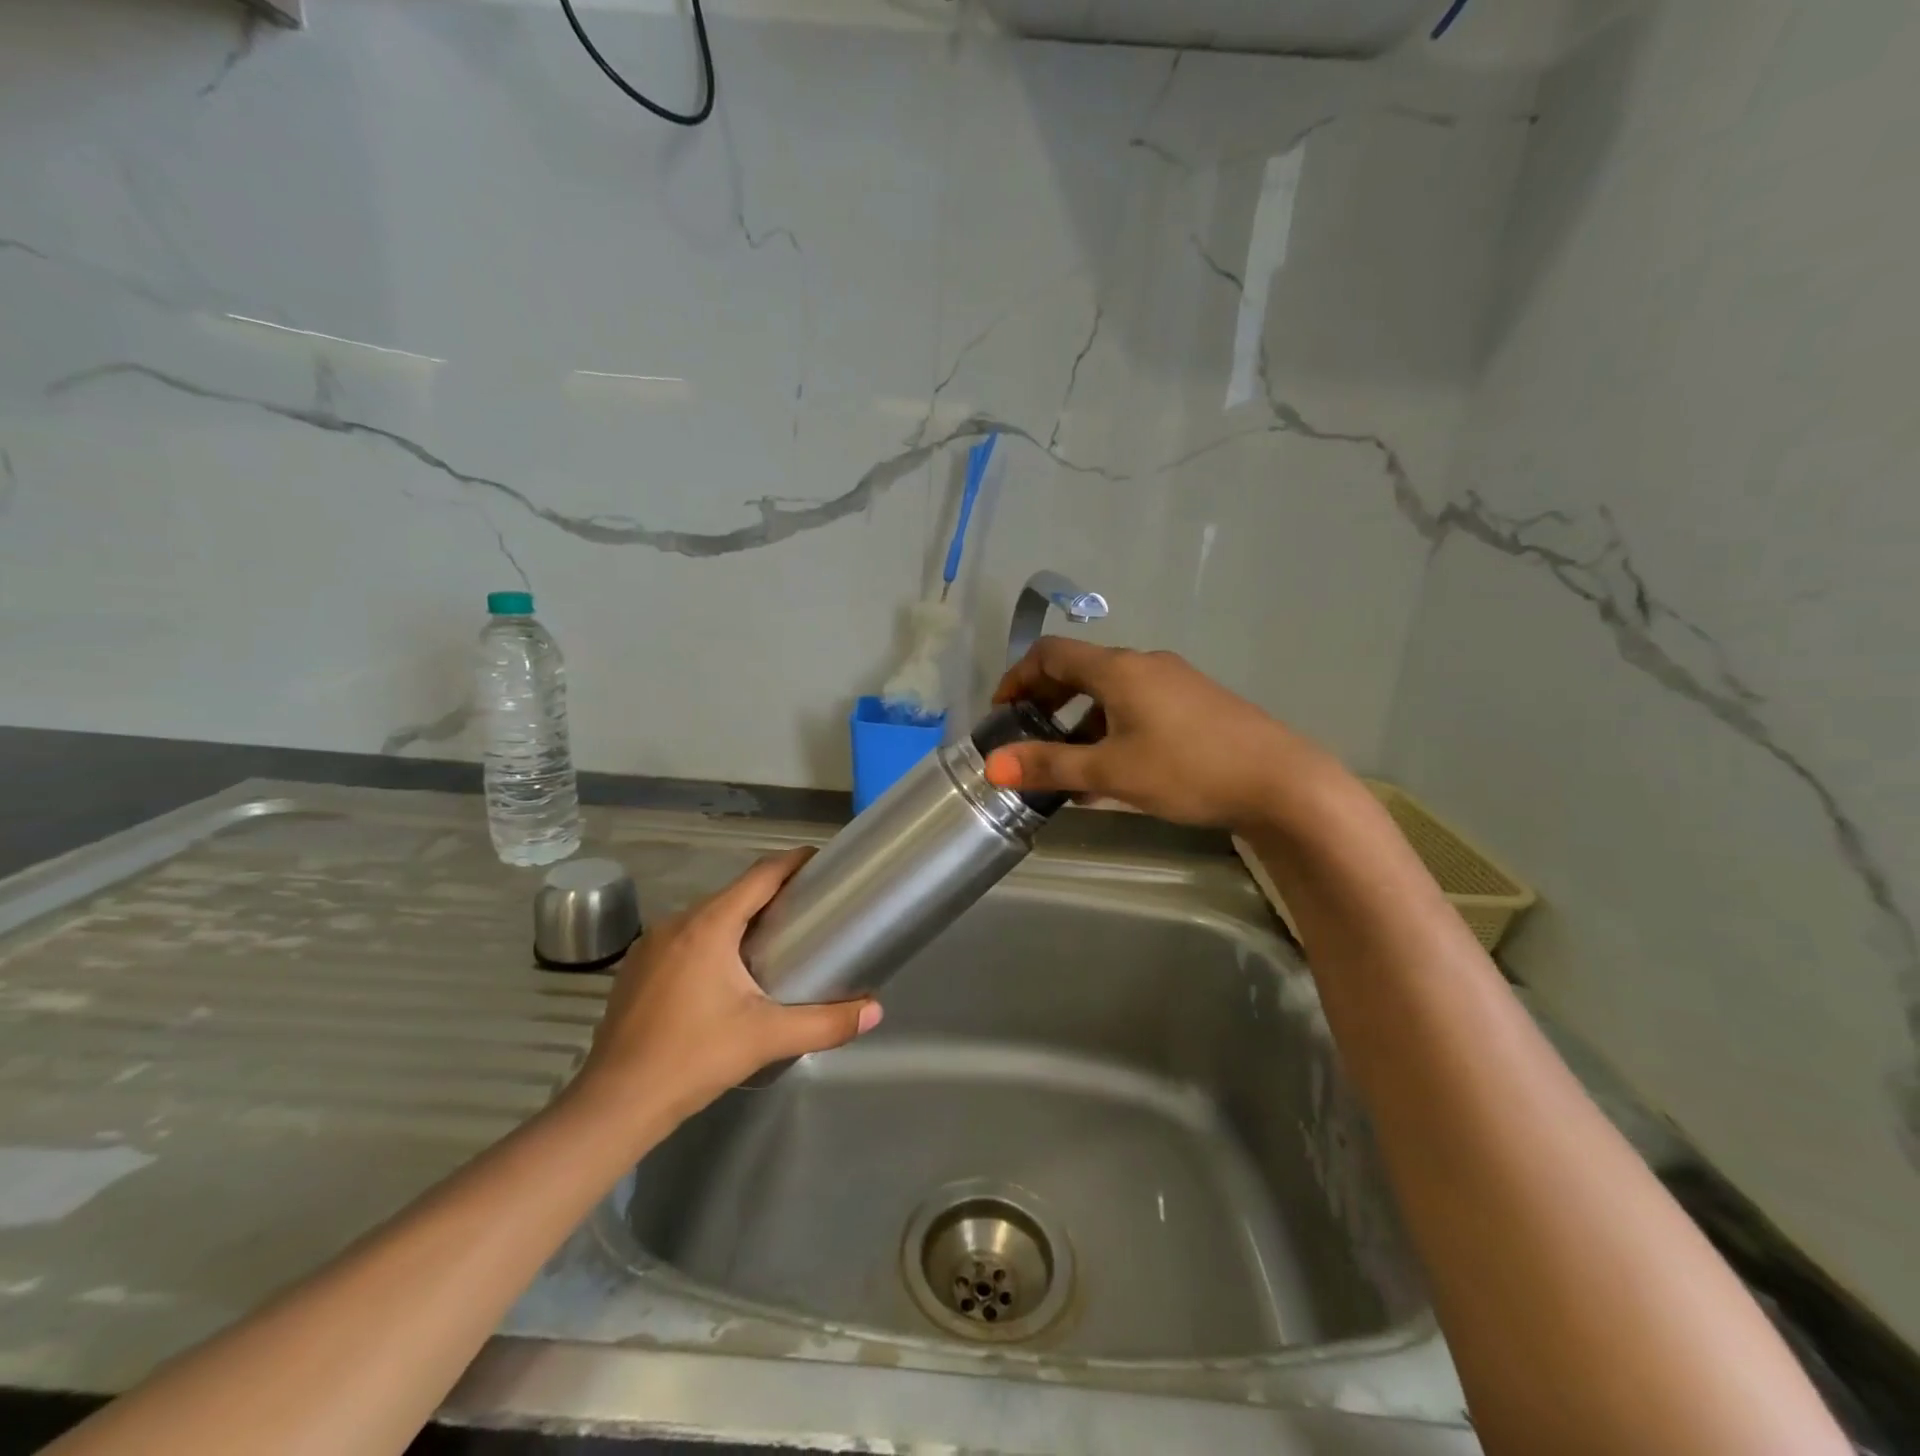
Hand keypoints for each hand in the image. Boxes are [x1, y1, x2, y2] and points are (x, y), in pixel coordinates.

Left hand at [570, 849, 880, 1133]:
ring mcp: (650, 946)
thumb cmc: (694, 1059)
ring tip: (775, 943)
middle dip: (772, 895)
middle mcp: (677, 923)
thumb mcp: (767, 1037)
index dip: (793, 862)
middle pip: (734, 894)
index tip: (821, 861)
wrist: (615, 1105)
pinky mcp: (636, 969)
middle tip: (809, 910)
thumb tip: (875, 1011)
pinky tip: (725, 975)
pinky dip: (712, 942)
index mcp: (709, 926)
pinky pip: (684, 939)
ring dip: (740, 921)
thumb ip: (826, 1023)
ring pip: (707, 917)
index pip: (760, 875)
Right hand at [985, 639, 1338, 832]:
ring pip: (1110, 694)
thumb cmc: (1188, 770)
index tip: (1002, 713)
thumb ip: (1050, 765)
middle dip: (1046, 702)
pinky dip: (1111, 731)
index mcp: (1119, 670)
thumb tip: (992, 766)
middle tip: (1028, 739)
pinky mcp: (1196, 705)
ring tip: (1066, 767)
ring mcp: (1174, 683)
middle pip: (1080, 671)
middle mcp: (1144, 665)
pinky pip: (1137, 709)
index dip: (1018, 678)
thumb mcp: (1111, 772)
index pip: (1051, 654)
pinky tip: (1112, 774)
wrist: (1281, 783)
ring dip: (1079, 723)